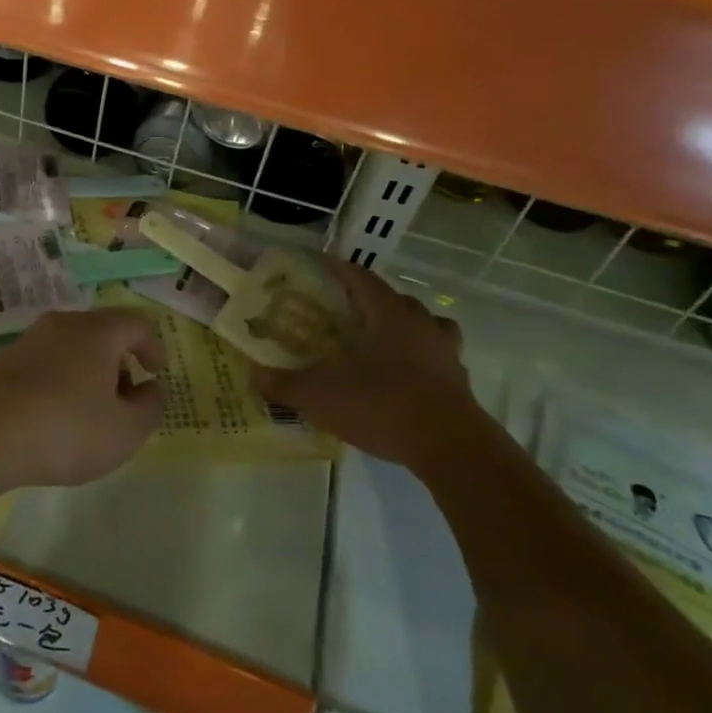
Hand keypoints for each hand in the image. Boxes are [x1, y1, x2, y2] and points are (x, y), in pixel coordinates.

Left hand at [0, 310, 165, 492]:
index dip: (153, 347)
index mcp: (99, 331)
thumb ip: (150, 407)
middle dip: (121, 360)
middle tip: (127, 395)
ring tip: (94, 409)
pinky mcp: (8, 358)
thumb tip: (152, 388)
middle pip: (104, 331)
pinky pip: (49, 359)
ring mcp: (32, 338)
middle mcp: (65, 323)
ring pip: (74, 345)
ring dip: (91, 370)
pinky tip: (59, 412)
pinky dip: (64, 377)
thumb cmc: (67, 428)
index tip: (157, 373)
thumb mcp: (125, 430)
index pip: (137, 324)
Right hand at [252, 259, 477, 469]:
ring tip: (379, 338)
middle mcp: (418, 322)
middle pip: (393, 297)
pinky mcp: (459, 378)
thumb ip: (285, 385)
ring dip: (402, 323)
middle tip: (343, 308)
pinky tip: (407, 373)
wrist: (452, 448)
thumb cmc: (384, 407)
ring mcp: (444, 350)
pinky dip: (423, 355)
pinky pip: (438, 353)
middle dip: (368, 298)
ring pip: (423, 322)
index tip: (322, 264)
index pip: (361, 278)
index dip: (340, 269)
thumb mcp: (322, 398)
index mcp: (386, 314)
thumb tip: (252, 374)